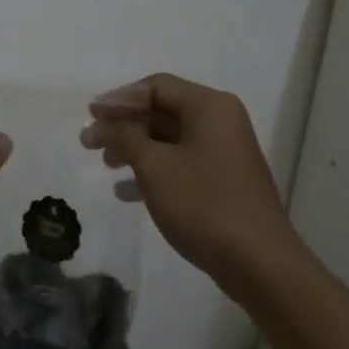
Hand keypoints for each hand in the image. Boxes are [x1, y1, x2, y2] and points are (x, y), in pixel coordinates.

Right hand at [81, 73, 299, 295]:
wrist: (259, 262)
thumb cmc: (204, 205)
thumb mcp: (155, 167)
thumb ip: (126, 138)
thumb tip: (109, 124)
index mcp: (209, 106)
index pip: (156, 86)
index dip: (119, 99)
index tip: (90, 116)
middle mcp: (220, 120)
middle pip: (163, 110)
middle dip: (124, 125)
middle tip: (89, 143)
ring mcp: (224, 151)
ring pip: (170, 139)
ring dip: (135, 148)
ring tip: (105, 165)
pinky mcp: (224, 180)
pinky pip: (182, 162)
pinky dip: (154, 170)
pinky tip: (126, 191)